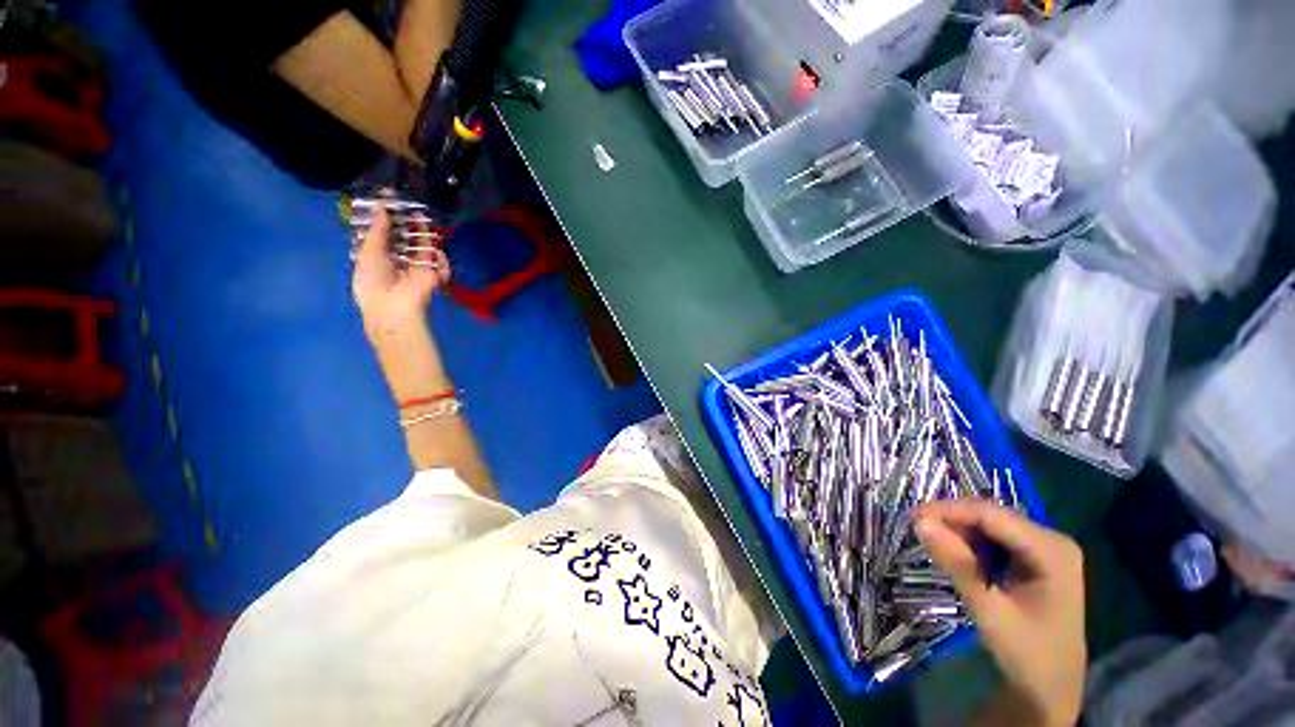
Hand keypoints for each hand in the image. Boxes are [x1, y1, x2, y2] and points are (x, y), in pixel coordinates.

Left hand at [351, 204, 450, 342]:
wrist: (393, 307)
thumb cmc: (373, 280)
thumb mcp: (369, 251)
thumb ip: (378, 229)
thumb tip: (382, 207)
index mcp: (379, 257)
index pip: (385, 233)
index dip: (386, 216)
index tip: (387, 197)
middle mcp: (399, 261)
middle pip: (405, 238)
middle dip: (406, 222)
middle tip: (406, 204)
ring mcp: (418, 269)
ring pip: (424, 248)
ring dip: (423, 233)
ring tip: (421, 216)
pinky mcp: (434, 277)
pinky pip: (441, 266)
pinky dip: (441, 259)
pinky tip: (435, 252)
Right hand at [915, 500, 1085, 726]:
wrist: (1053, 687)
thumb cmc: (1027, 652)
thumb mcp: (989, 609)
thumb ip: (957, 563)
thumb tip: (919, 522)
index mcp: (1051, 550)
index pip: (992, 515)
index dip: (949, 510)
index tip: (912, 517)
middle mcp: (1052, 540)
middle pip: (992, 516)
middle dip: (954, 521)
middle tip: (920, 533)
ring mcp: (1046, 548)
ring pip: (991, 525)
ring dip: (961, 533)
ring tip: (938, 548)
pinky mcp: (1036, 558)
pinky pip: (997, 538)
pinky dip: (973, 544)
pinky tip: (961, 559)